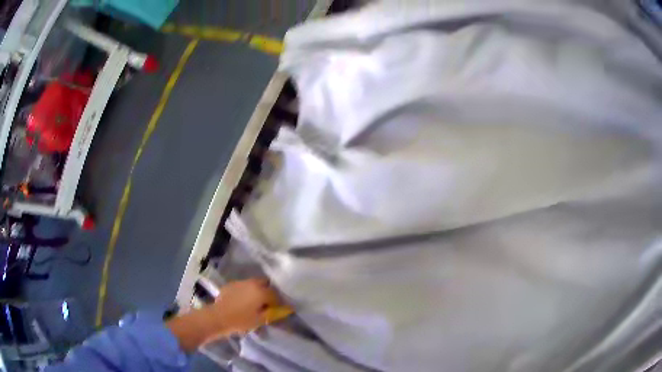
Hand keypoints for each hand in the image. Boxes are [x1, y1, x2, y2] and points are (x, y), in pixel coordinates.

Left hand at [166, 278, 283, 351]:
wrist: (218, 317)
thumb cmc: (241, 321)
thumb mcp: (259, 320)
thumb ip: (271, 313)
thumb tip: (279, 309)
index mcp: (261, 292)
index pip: (275, 294)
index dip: (278, 301)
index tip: (277, 308)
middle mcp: (252, 283)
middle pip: (265, 282)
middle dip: (268, 290)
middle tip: (267, 301)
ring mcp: (240, 282)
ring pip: (253, 283)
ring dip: (257, 289)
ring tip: (254, 300)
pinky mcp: (231, 284)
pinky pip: (243, 285)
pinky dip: (246, 290)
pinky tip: (242, 300)